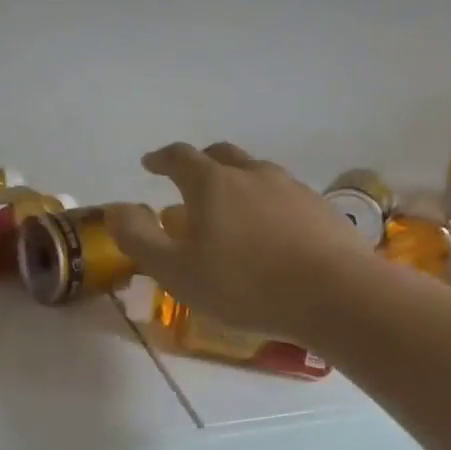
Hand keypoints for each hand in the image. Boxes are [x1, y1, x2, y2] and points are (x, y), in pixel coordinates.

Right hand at [107, 142, 377, 341]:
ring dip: (237, 182)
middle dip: (200, 163)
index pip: (179, 157)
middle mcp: (252, 174)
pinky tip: (272, 231)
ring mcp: (291, 188)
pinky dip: (267, 203)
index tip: (150, 164)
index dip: (160, 159)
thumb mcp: (176, 271)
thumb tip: (115, 208)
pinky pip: (284, 196)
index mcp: (212, 184)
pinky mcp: (320, 208)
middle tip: (189, 181)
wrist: (334, 294)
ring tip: (231, 209)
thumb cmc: (244, 285)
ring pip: (256, 173)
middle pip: (221, 155)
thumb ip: (138, 238)